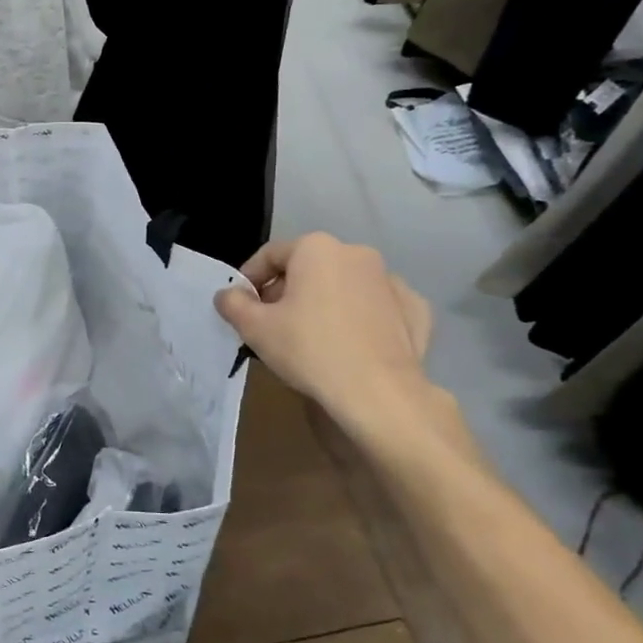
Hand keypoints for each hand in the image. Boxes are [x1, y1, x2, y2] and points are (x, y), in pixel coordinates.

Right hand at [215, 233, 435, 434]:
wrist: (379, 393)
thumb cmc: (309, 350)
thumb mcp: (255, 328)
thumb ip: (233, 304)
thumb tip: (227, 295)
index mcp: (316, 248)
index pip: (270, 255)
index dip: (249, 279)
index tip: (241, 306)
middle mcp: (356, 253)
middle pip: (309, 267)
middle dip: (287, 291)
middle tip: (273, 325)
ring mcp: (391, 281)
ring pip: (344, 286)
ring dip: (325, 302)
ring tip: (312, 337)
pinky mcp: (415, 310)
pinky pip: (377, 307)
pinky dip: (362, 318)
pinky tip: (353, 342)